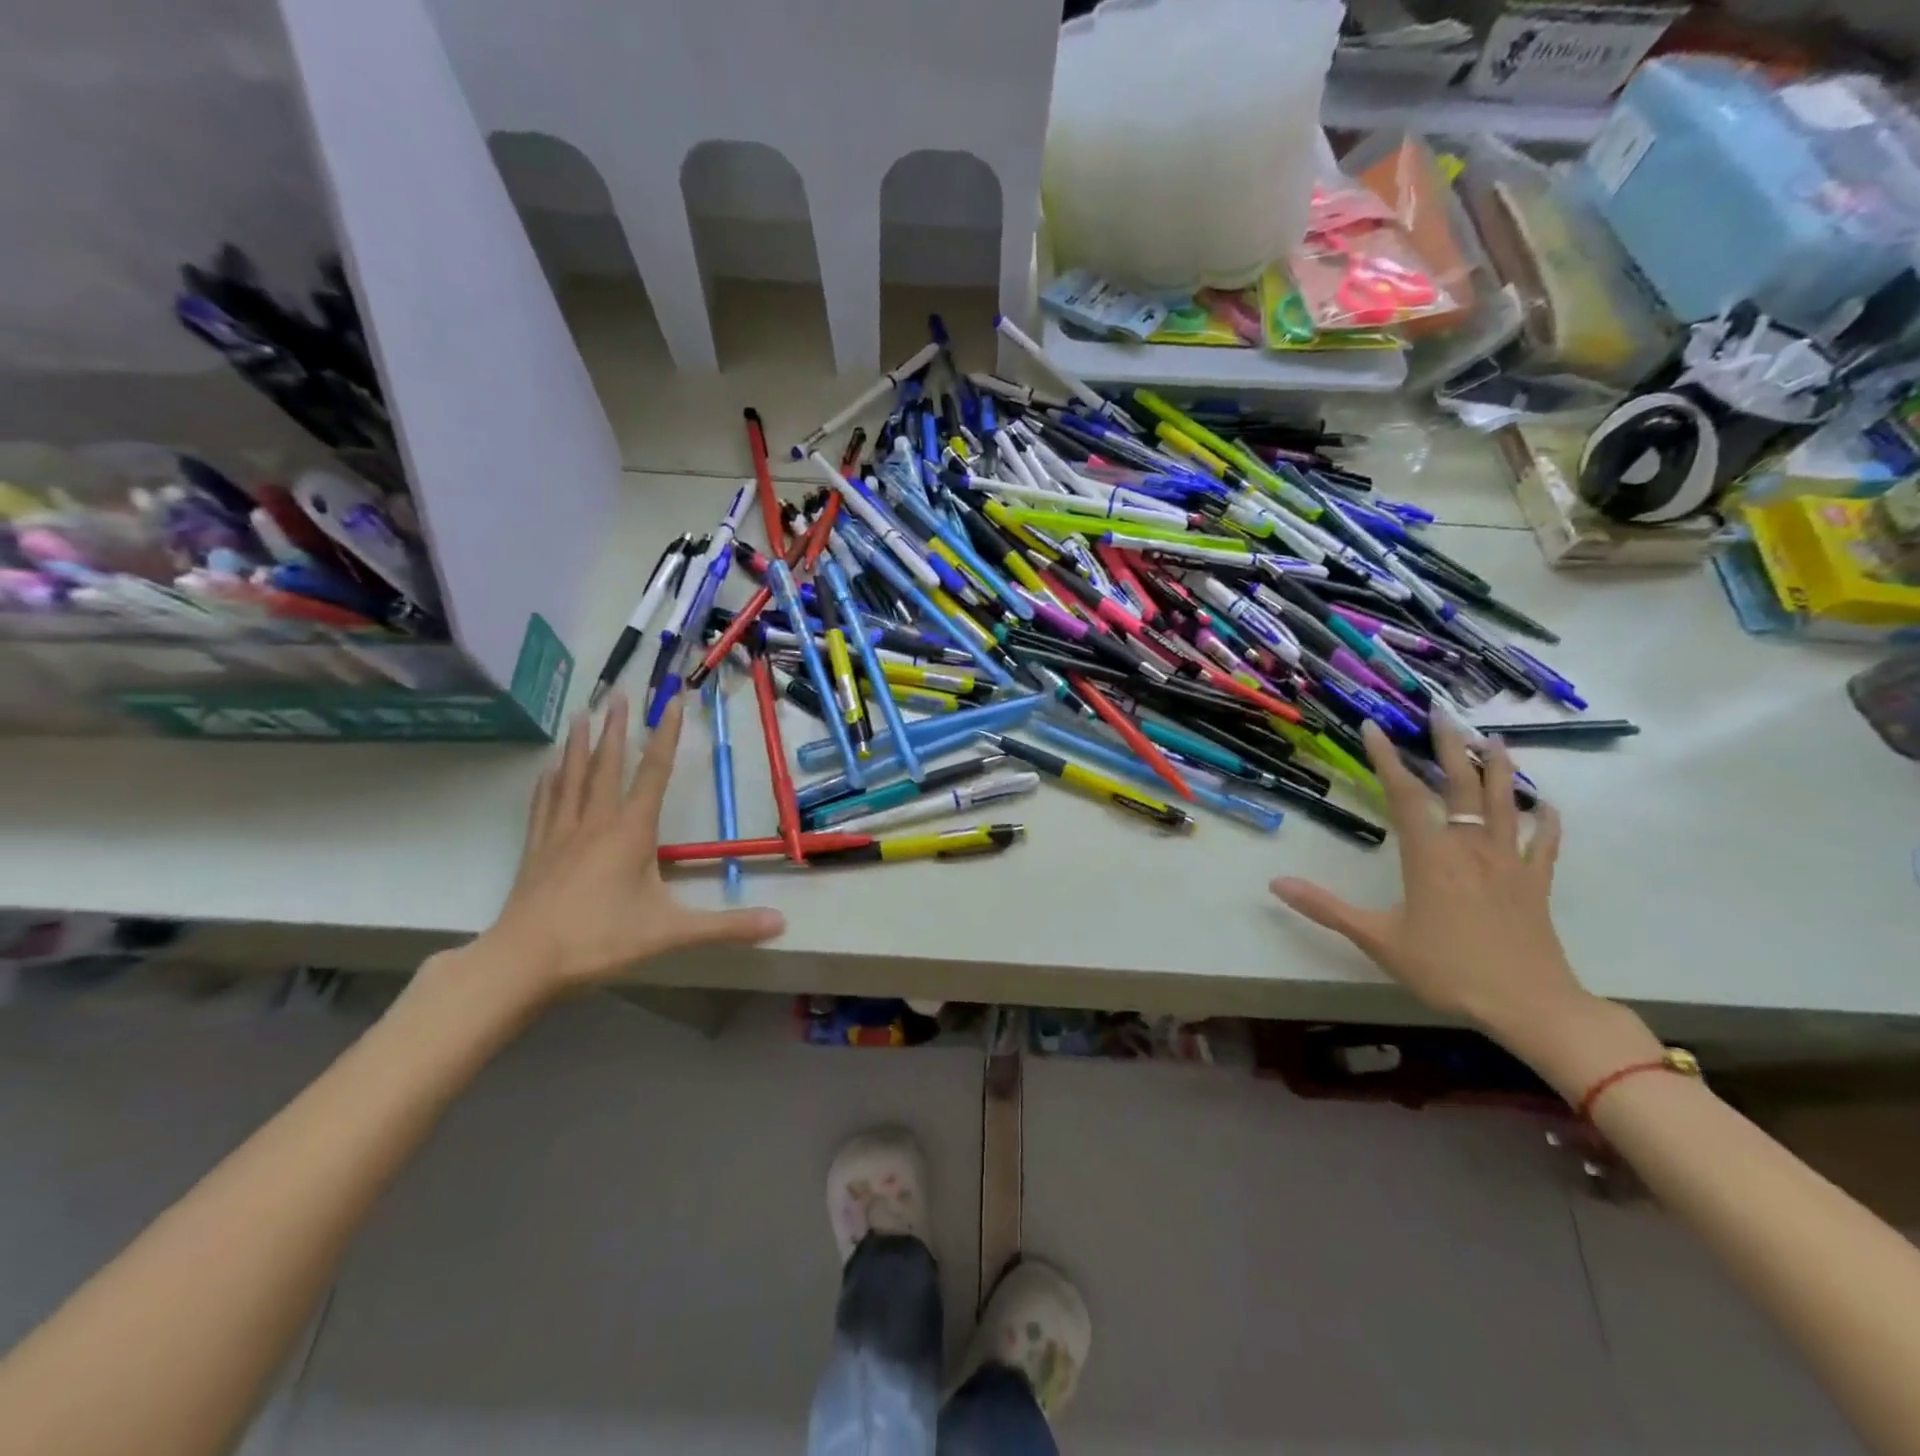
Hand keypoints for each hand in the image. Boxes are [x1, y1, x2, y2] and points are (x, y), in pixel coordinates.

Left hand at [476, 693, 784, 1000]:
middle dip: (615, 728)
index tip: (672, 701)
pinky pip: (544, 805)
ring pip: (572, 778)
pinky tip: (547, 769)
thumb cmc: (601, 940)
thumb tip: (782, 923)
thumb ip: (727, 926)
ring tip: (581, 714)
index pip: (654, 773)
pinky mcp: (536, 851)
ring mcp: (561, 834)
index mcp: (631, 831)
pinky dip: (548, 782)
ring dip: (579, 744)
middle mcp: (596, 822)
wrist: (523, 962)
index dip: (666, 736)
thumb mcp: (672, 933)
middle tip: (617, 693)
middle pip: (607, 765)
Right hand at [1269, 716, 1584, 1047]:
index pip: (1404, 795)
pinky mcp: (1535, 883)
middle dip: (1449, 745)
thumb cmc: (1447, 969)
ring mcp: (1508, 862)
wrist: (1530, 1005)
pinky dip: (1545, 821)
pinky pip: (1543, 843)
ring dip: (1499, 768)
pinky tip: (1545, 805)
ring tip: (1494, 738)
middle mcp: (1469, 847)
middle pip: (1460, 785)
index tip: (1374, 726)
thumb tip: (1276, 883)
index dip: (1386, 758)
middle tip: (1442, 711)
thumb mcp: (1377, 940)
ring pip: (1503, 803)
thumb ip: (1326, 908)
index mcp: (1430, 856)